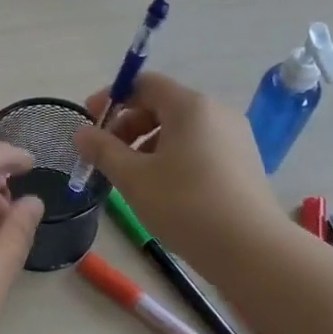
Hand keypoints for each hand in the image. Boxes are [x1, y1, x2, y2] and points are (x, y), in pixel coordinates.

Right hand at [71, 71, 278, 262]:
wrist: (251, 249)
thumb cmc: (185, 205)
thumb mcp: (133, 178)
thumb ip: (103, 150)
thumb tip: (82, 133)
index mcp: (190, 106)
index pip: (145, 84)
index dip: (112, 99)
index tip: (90, 124)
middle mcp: (216, 112)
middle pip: (163, 105)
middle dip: (128, 126)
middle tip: (106, 157)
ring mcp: (234, 137)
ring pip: (181, 130)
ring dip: (148, 145)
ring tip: (131, 178)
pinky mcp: (243, 163)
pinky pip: (199, 148)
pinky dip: (173, 158)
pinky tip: (162, 190)